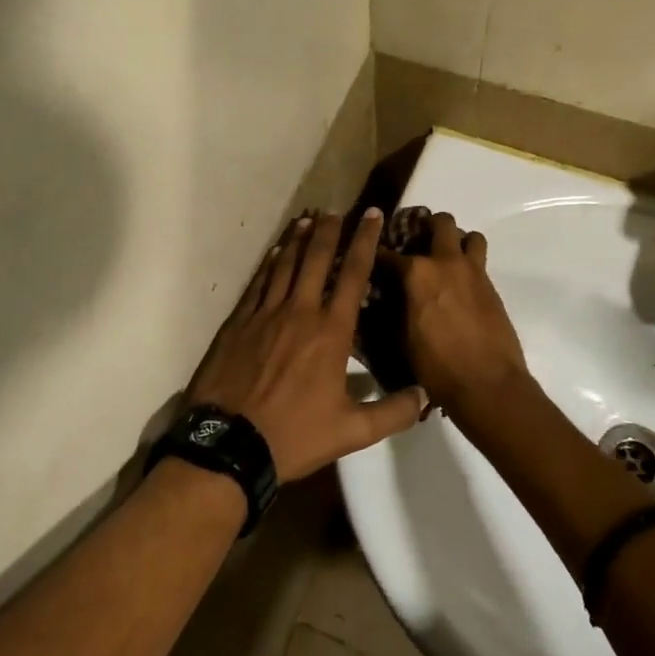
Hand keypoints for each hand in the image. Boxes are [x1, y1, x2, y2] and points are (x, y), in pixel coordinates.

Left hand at [187, 210, 428, 482]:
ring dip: (297, 240)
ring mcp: (265, 314)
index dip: (364, 241)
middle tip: (337, 210)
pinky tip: (273, 253)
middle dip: (329, 231)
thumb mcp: (352, 432)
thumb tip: (426, 395)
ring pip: (284, 265)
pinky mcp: (238, 324)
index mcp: (331, 332)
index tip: (371, 216)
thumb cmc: (294, 435)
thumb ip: (392, 412)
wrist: (228, 444)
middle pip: (316, 259)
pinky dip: (268, 264)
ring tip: (307, 219)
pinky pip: (257, 284)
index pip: (353, 275)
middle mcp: (299, 312)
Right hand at [387, 212, 528, 418]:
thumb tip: (386, 300)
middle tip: (418, 241)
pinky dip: (469, 266)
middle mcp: (446, 263)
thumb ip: (395, 310)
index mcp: (418, 273)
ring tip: (447, 258)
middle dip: (427, 226)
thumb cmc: (437, 366)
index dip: (375, 254)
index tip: (369, 256)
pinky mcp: (492, 288)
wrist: (488, 383)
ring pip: (470, 236)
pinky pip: (480, 262)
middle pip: (441, 223)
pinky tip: (460, 287)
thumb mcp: (402, 339)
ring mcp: (474, 273)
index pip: (388, 254)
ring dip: (458, 241)